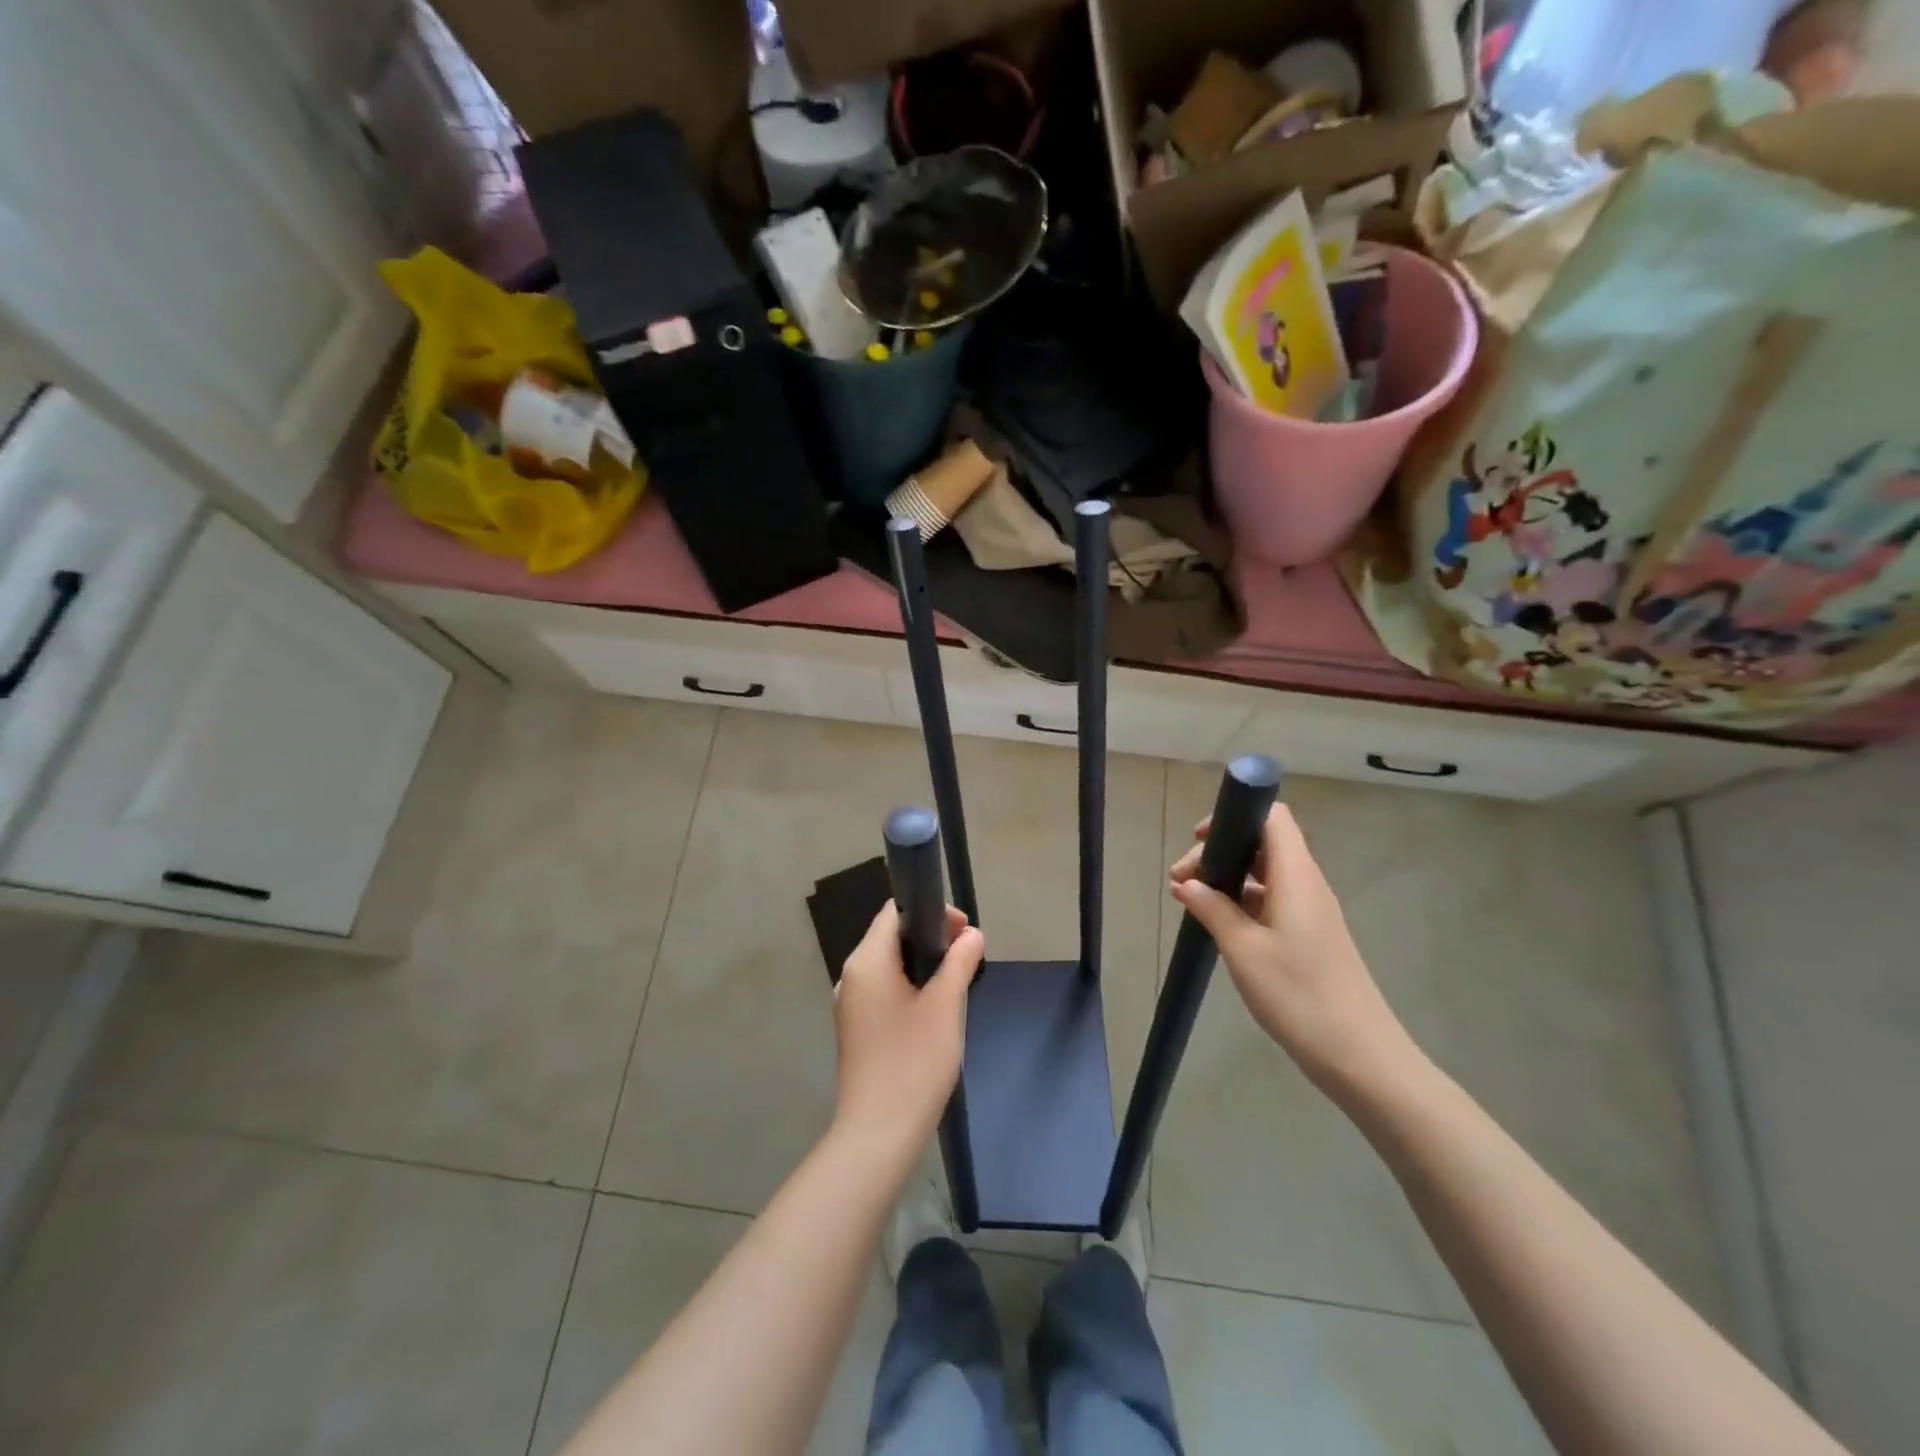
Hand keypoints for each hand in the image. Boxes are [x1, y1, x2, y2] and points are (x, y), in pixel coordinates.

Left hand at [834, 902, 984, 1166]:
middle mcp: (851, 975)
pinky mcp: (855, 1028)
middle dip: (930, 938)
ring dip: (922, 964)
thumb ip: (959, 962)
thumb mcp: (945, 1006)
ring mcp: (850, 1004)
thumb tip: (972, 935)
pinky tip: (933, 1009)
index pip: (894, 912)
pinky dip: (909, 986)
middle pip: (891, 936)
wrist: (878, 1134)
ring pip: (888, 965)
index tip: (965, 931)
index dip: (931, 912)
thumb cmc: (913, 1063)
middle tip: (967, 955)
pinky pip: (883, 990)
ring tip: (956, 980)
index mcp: (866, 961)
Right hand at [1169, 804, 1417, 1090]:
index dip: (1235, 816)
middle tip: (1180, 882)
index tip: (1199, 838)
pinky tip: (1217, 925)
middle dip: (1219, 853)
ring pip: (1266, 875)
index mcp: (1297, 875)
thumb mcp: (1243, 949)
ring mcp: (1311, 911)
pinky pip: (1272, 901)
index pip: (1272, 818)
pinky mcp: (1311, 936)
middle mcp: (1307, 884)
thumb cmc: (1298, 994)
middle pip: (1263, 845)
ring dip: (1228, 880)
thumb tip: (1187, 884)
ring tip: (1191, 901)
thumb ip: (1213, 909)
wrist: (1359, 1056)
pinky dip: (1242, 903)